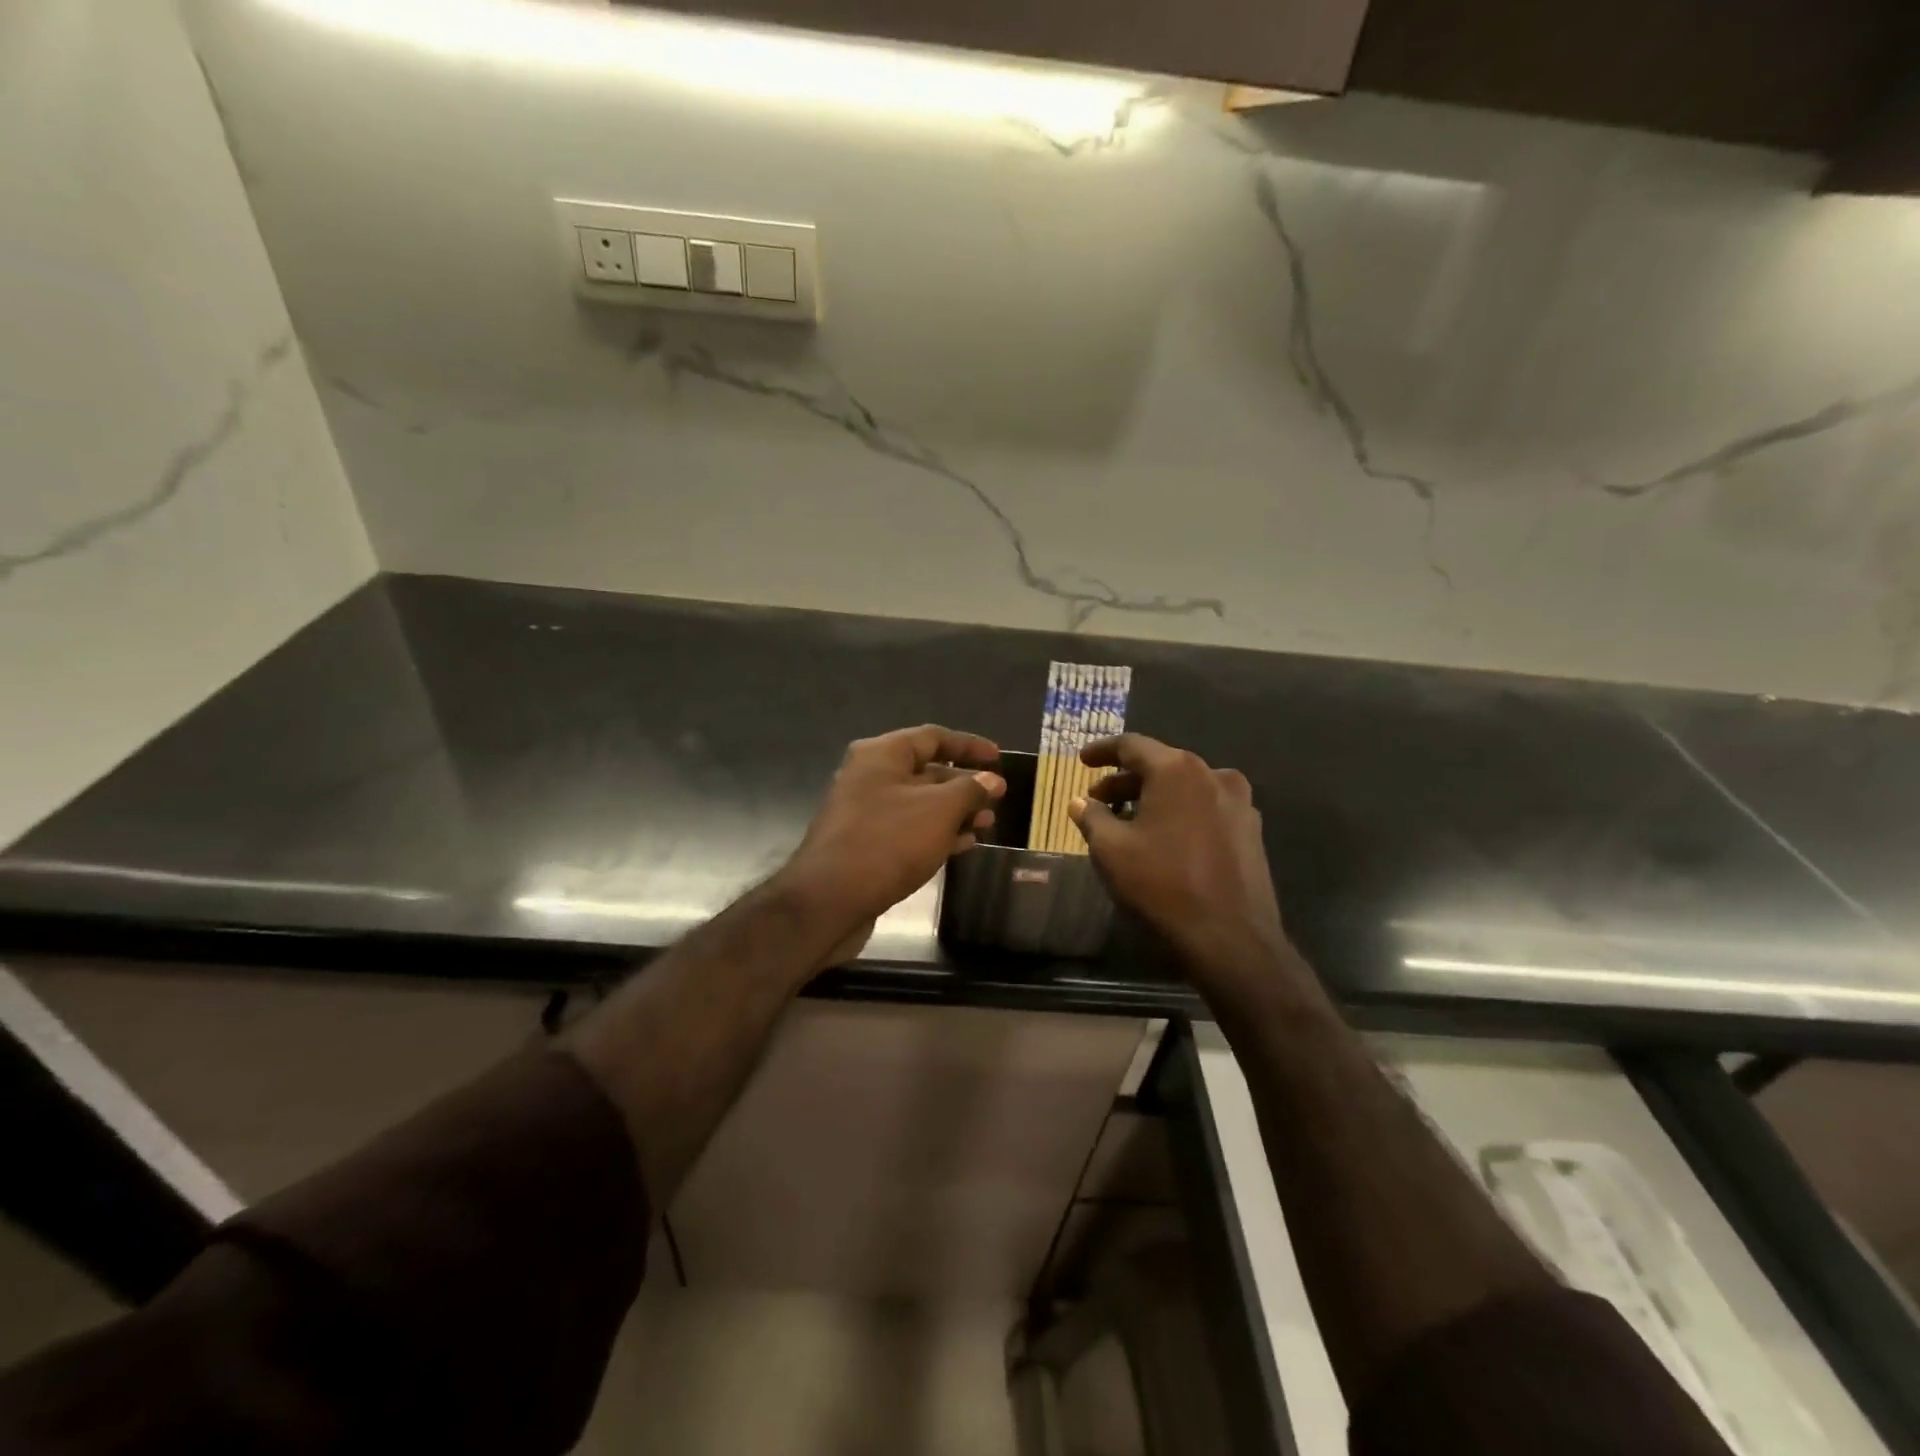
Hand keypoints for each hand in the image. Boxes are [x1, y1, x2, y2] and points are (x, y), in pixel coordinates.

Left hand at [780, 725, 1005, 955]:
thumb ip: (970, 790)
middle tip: (996, 799)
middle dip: (964, 784)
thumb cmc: (888, 842)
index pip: (933, 737)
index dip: (969, 745)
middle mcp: (869, 776)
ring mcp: (865, 811)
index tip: (998, 758)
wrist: (830, 900)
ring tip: (986, 825)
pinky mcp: (865, 843)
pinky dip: (936, 833)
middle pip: (925, 770)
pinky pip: (908, 829)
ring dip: (954, 812)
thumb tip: (991, 779)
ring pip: (919, 803)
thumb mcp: (939, 810)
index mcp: (881, 754)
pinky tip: (962, 845)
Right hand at [1069, 734, 1292, 1002]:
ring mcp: (1239, 803)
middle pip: (1161, 765)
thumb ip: (1092, 817)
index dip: (1102, 751)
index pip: (1132, 745)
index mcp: (1177, 770)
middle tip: (1098, 799)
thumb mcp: (1111, 850)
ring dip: (1153, 797)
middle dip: (1125, 780)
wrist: (1231, 938)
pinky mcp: (1251, 830)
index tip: (1082, 761)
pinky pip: (1206, 808)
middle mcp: (1212, 775)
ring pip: (1185, 787)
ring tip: (1128, 820)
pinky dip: (1180, 813)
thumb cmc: (1162, 885)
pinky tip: (1164, 838)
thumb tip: (1080, 802)